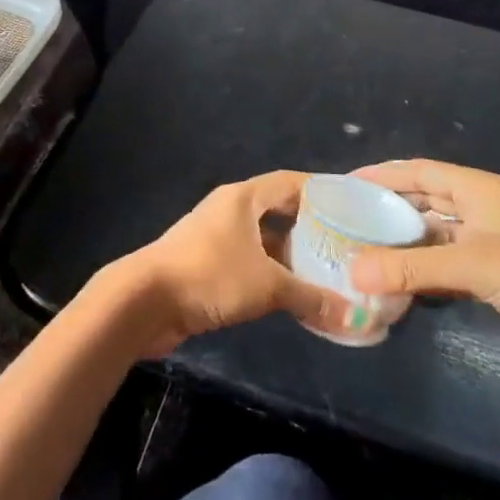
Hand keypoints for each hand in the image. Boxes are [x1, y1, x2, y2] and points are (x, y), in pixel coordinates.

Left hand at [113, 171, 354, 354]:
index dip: (320, 191)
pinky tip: (292, 294)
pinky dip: (271, 273)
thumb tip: (354, 316)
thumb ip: (310, 298)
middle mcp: (230, 209)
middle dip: (309, 227)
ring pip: (263, 239)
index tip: (350, 206)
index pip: (289, 182)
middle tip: (344, 244)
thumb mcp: (267, 285)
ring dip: (290, 254)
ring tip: (326, 272)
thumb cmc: (210, 276)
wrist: (145, 301)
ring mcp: (216, 236)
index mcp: (243, 198)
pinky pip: (249, 261)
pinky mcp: (207, 264)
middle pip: (277, 210)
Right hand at [348, 159, 499, 375]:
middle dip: (387, 208)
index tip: (345, 183)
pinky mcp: (489, 276)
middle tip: (347, 217)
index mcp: (477, 189)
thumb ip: (410, 267)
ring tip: (360, 249)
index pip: (419, 171)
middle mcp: (478, 209)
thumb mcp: (470, 265)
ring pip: (431, 235)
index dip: (382, 174)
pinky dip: (419, 270)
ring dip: (402, 242)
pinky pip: (443, 265)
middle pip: (423, 200)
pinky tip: (392, 281)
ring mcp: (484, 243)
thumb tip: (351, 271)